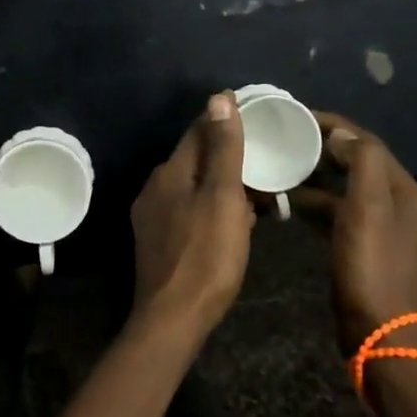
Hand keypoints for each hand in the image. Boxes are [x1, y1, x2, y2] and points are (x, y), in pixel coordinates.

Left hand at [129, 93, 254, 336]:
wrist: (173, 319)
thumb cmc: (206, 255)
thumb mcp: (223, 197)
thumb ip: (223, 148)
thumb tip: (219, 97)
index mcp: (171, 172)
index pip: (198, 130)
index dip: (225, 120)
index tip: (254, 116)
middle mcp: (155, 187)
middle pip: (195, 158)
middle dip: (226, 153)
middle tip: (263, 156)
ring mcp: (153, 216)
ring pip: (193, 186)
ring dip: (221, 183)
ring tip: (256, 190)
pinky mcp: (158, 241)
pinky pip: (189, 209)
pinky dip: (211, 206)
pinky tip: (232, 222)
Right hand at [293, 114, 416, 354]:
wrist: (378, 331)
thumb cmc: (371, 264)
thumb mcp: (368, 206)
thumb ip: (360, 161)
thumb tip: (340, 133)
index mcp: (404, 190)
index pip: (367, 142)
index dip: (334, 125)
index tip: (298, 116)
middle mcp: (398, 204)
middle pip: (357, 163)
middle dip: (323, 149)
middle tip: (286, 140)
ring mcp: (382, 229)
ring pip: (345, 189)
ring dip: (316, 177)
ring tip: (282, 168)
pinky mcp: (364, 249)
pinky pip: (338, 213)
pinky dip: (316, 204)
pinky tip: (289, 204)